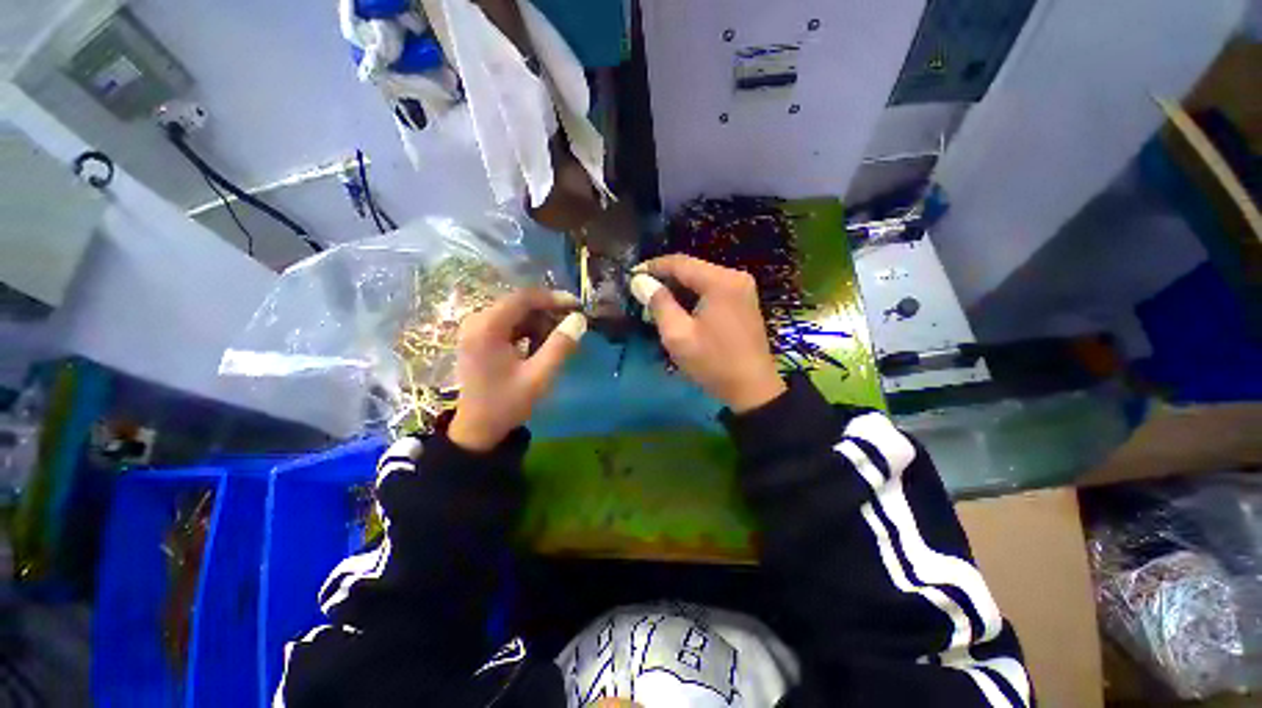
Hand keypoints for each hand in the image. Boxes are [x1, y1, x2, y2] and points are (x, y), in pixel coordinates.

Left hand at [448, 289, 586, 451]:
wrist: (477, 430)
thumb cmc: (506, 404)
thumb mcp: (538, 377)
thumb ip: (560, 346)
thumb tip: (579, 320)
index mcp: (486, 327)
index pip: (523, 298)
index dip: (553, 298)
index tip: (577, 307)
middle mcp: (477, 321)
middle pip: (519, 304)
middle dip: (548, 312)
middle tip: (572, 325)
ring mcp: (476, 329)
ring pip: (516, 313)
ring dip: (540, 323)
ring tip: (559, 340)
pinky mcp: (480, 338)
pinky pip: (510, 324)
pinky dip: (529, 331)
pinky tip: (541, 346)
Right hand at [631, 255, 785, 412]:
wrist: (753, 389)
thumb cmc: (713, 363)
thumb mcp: (678, 335)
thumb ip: (658, 304)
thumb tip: (640, 281)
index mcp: (720, 281)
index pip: (680, 263)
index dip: (653, 267)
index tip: (632, 276)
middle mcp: (734, 277)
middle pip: (692, 269)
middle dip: (665, 280)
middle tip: (642, 296)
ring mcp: (742, 289)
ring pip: (701, 280)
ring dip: (678, 290)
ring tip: (656, 306)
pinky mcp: (744, 302)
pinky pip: (712, 291)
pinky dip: (693, 298)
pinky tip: (679, 311)